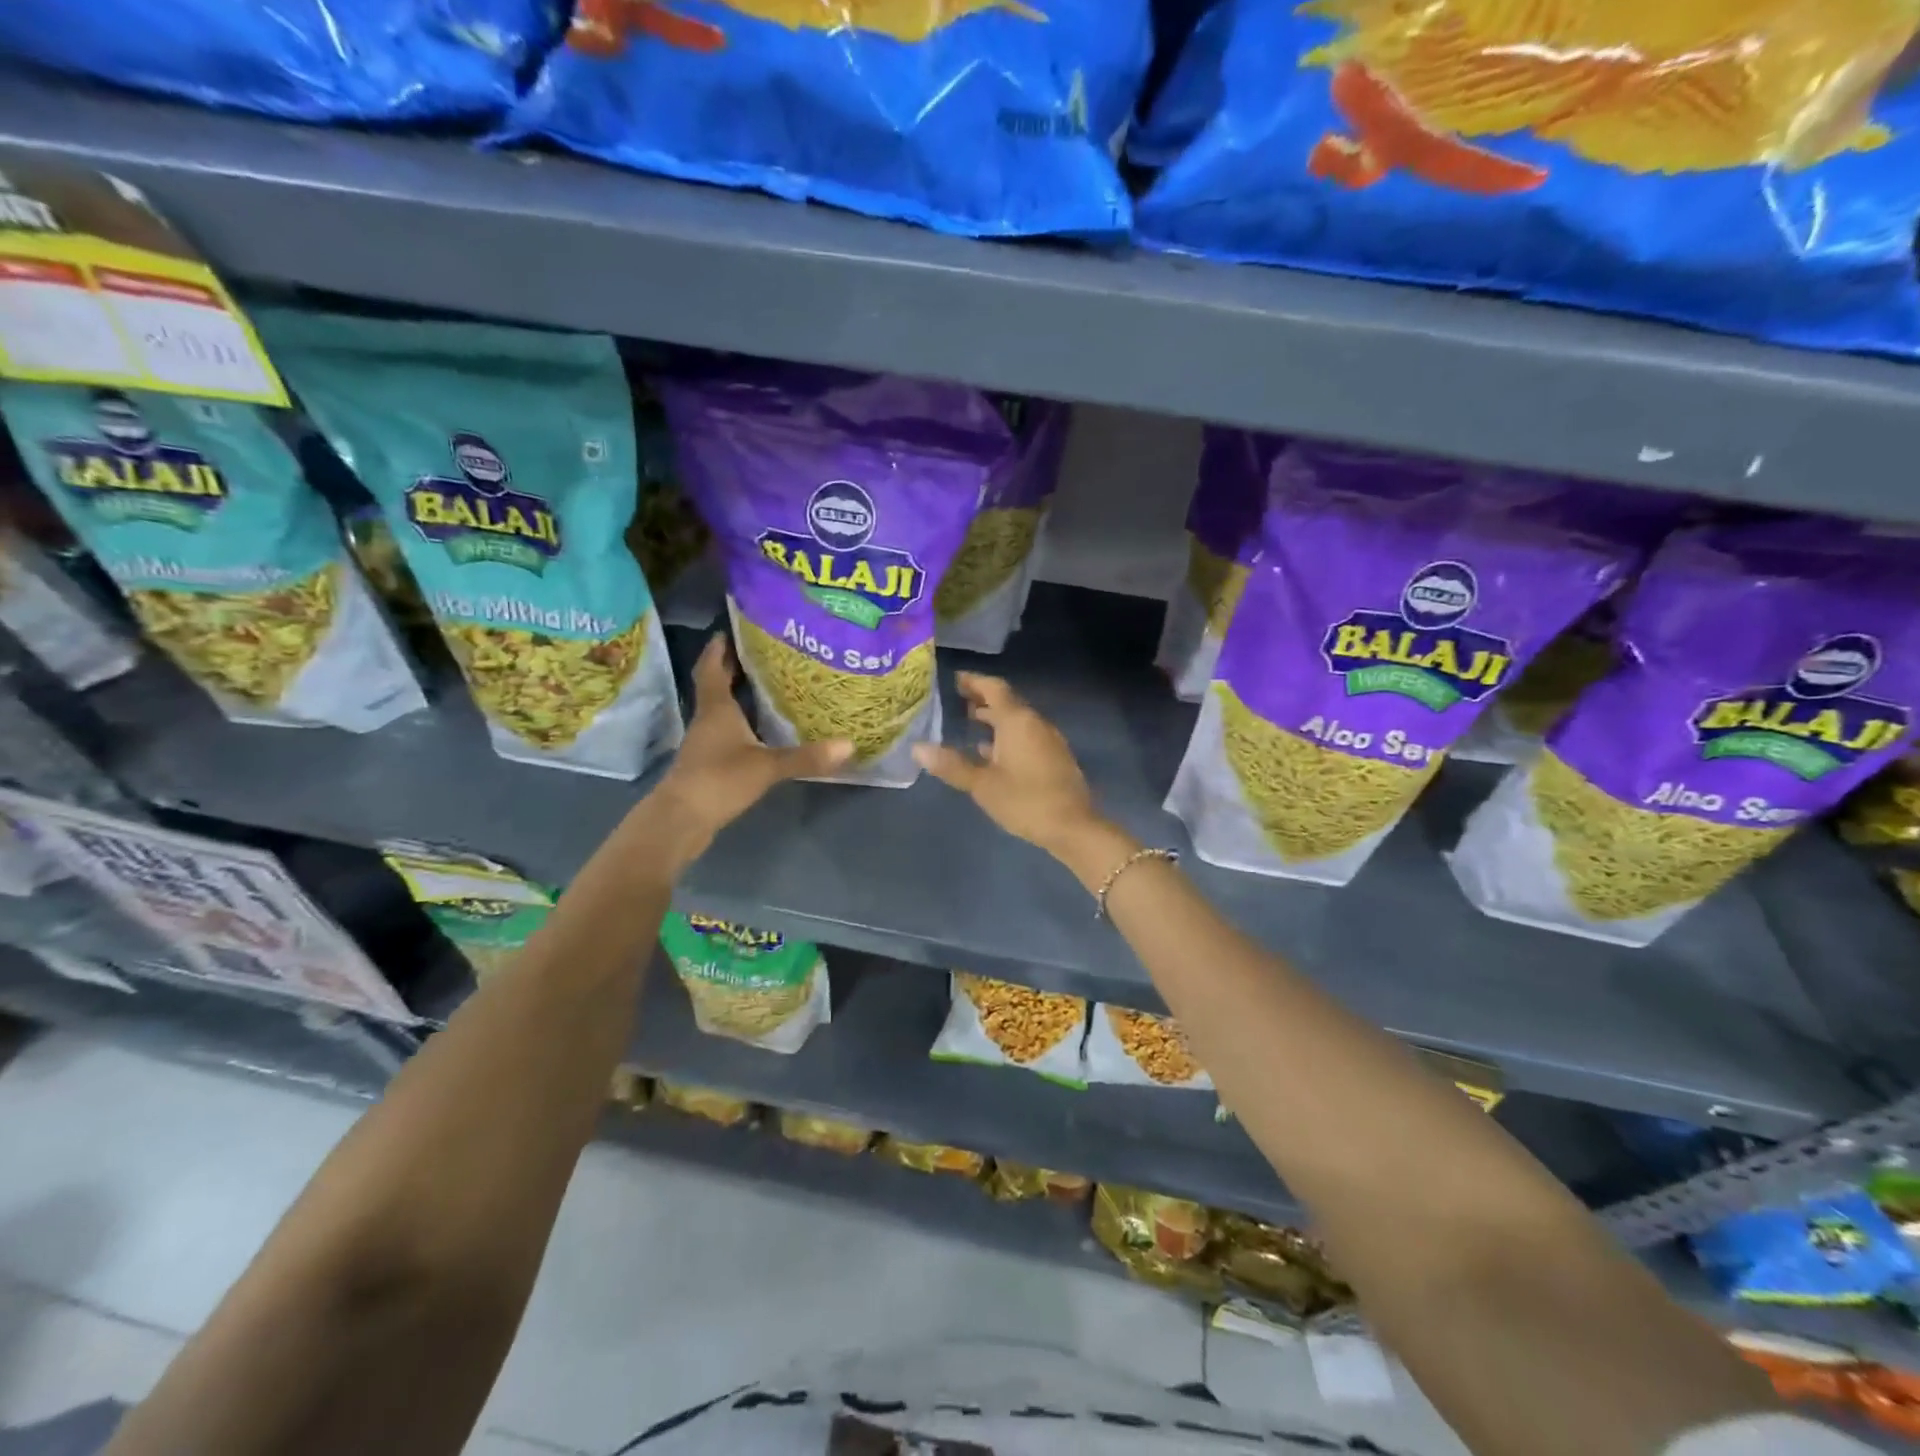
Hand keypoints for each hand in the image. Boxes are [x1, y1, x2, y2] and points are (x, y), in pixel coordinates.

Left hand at [648, 635, 851, 860]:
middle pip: (715, 686)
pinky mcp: (707, 764)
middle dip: (732, 668)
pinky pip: (725, 734)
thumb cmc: (719, 780)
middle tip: (758, 653)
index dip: (718, 649)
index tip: (728, 630)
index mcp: (717, 709)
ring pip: (720, 711)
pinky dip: (740, 725)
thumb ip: (806, 757)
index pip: (713, 669)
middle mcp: (707, 720)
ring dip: (736, 697)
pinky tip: (758, 731)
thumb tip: (848, 745)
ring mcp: (705, 744)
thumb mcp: (767, 767)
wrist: (681, 820)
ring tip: (765, 686)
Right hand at [912, 673, 1106, 856]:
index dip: (974, 681)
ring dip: (995, 719)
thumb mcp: (982, 785)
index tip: (955, 679)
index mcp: (1018, 721)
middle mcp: (1035, 723)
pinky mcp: (1055, 758)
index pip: (994, 689)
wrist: (1073, 827)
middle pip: (1007, 703)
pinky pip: (1027, 736)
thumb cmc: (1025, 801)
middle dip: (983, 699)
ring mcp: (1048, 740)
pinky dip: (1007, 736)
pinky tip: (992, 752)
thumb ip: (951, 765)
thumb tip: (918, 748)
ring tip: (971, 721)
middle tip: (959, 699)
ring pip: (1018, 721)